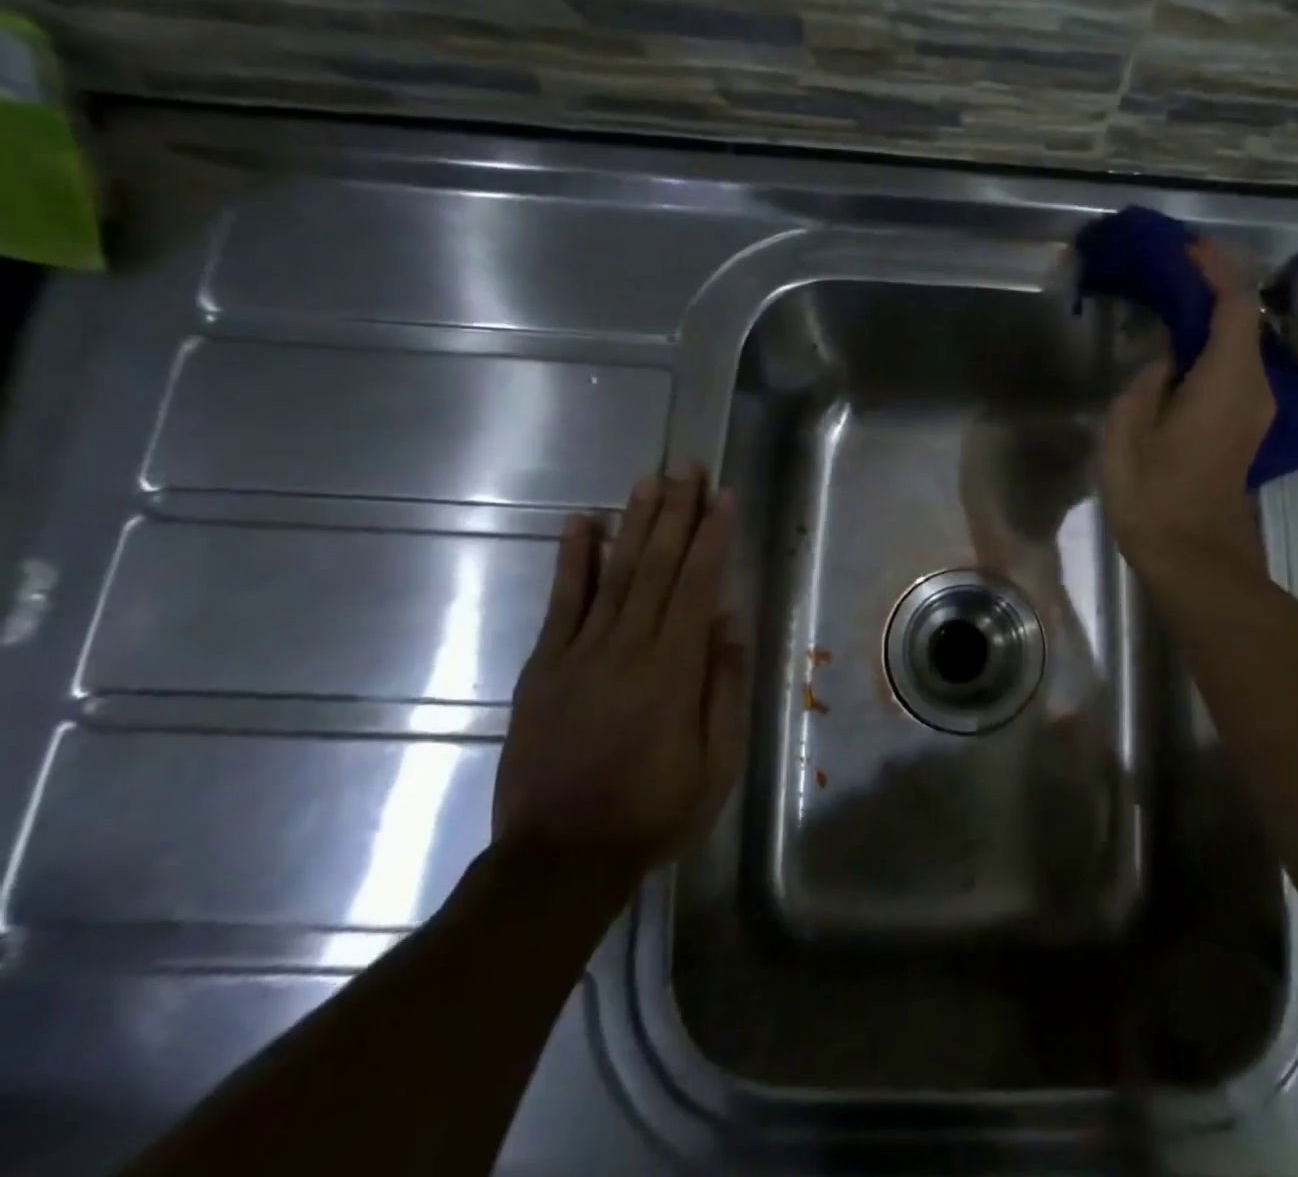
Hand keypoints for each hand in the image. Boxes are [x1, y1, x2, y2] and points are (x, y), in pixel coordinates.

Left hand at [492, 468, 745, 880]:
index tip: (723, 496)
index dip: (712, 536)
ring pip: (614, 573)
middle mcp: (628, 648)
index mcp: (674, 670)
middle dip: (676, 512)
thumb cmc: (654, 810)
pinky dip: (571, 559)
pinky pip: (560, 603)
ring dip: (635, 522)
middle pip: (657, 565)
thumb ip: (723, 685)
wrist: (560, 857)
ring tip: (650, 480)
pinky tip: (582, 522)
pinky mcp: (543, 667)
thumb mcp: (716, 761)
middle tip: (687, 466)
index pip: (698, 585)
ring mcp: (580, 653)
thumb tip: (728, 619)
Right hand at [1100, 240, 1270, 579]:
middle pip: (1245, 321)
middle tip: (1173, 268)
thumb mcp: (1129, 429)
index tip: (1188, 246)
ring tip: (1173, 299)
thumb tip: (1167, 357)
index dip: (1215, 270)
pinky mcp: (1246, 427)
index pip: (1235, 305)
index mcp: (1227, 379)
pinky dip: (1214, 347)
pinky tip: (1182, 348)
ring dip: (1214, 318)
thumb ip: (1148, 379)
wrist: (1193, 556)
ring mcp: (1255, 409)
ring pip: (1242, 345)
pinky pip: (1236, 370)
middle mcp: (1254, 387)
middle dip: (1215, 287)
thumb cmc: (1154, 493)